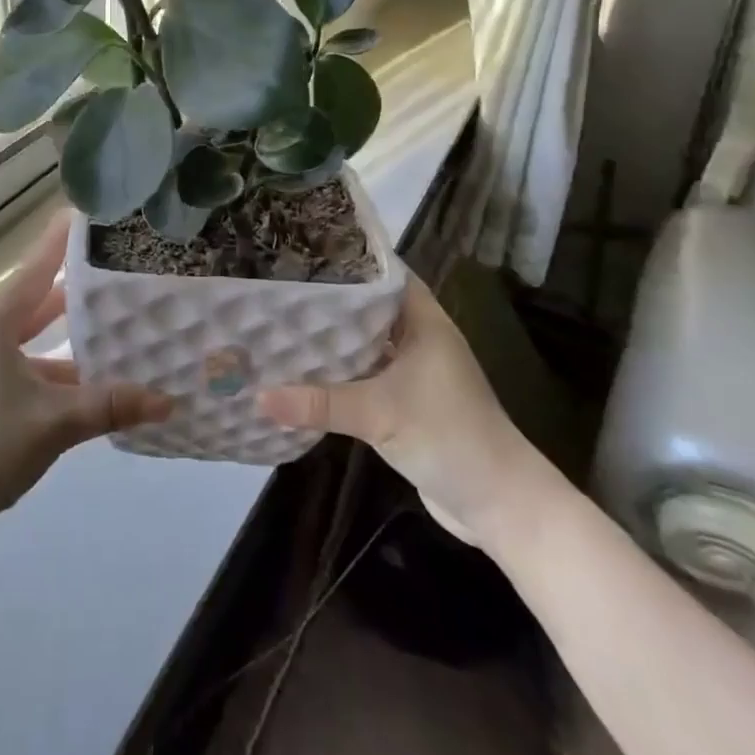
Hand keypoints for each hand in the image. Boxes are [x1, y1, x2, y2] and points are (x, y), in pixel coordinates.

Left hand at [0, 212, 172, 532]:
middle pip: (36, 300)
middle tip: (118, 270)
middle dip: (76, 289)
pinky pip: (24, 366)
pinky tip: (89, 384)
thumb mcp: (55, 422)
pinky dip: (55, 370)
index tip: (87, 213)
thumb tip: (168, 401)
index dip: (61, 241)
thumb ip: (111, 405)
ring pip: (32, 338)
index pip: (36, 268)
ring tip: (116, 327)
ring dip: (69, 338)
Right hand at [258, 267, 547, 545]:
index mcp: (424, 321)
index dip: (346, 258)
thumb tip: (257, 395)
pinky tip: (302, 370)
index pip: (382, 273)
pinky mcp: (405, 403)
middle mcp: (419, 338)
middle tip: (278, 284)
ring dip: (331, 338)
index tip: (301, 250)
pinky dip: (338, 371)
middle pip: (368, 306)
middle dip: (328, 298)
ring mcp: (413, 372)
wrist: (498, 505)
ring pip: (365, 342)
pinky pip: (365, 375)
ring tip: (279, 320)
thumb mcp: (378, 413)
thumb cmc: (448, 436)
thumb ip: (319, 402)